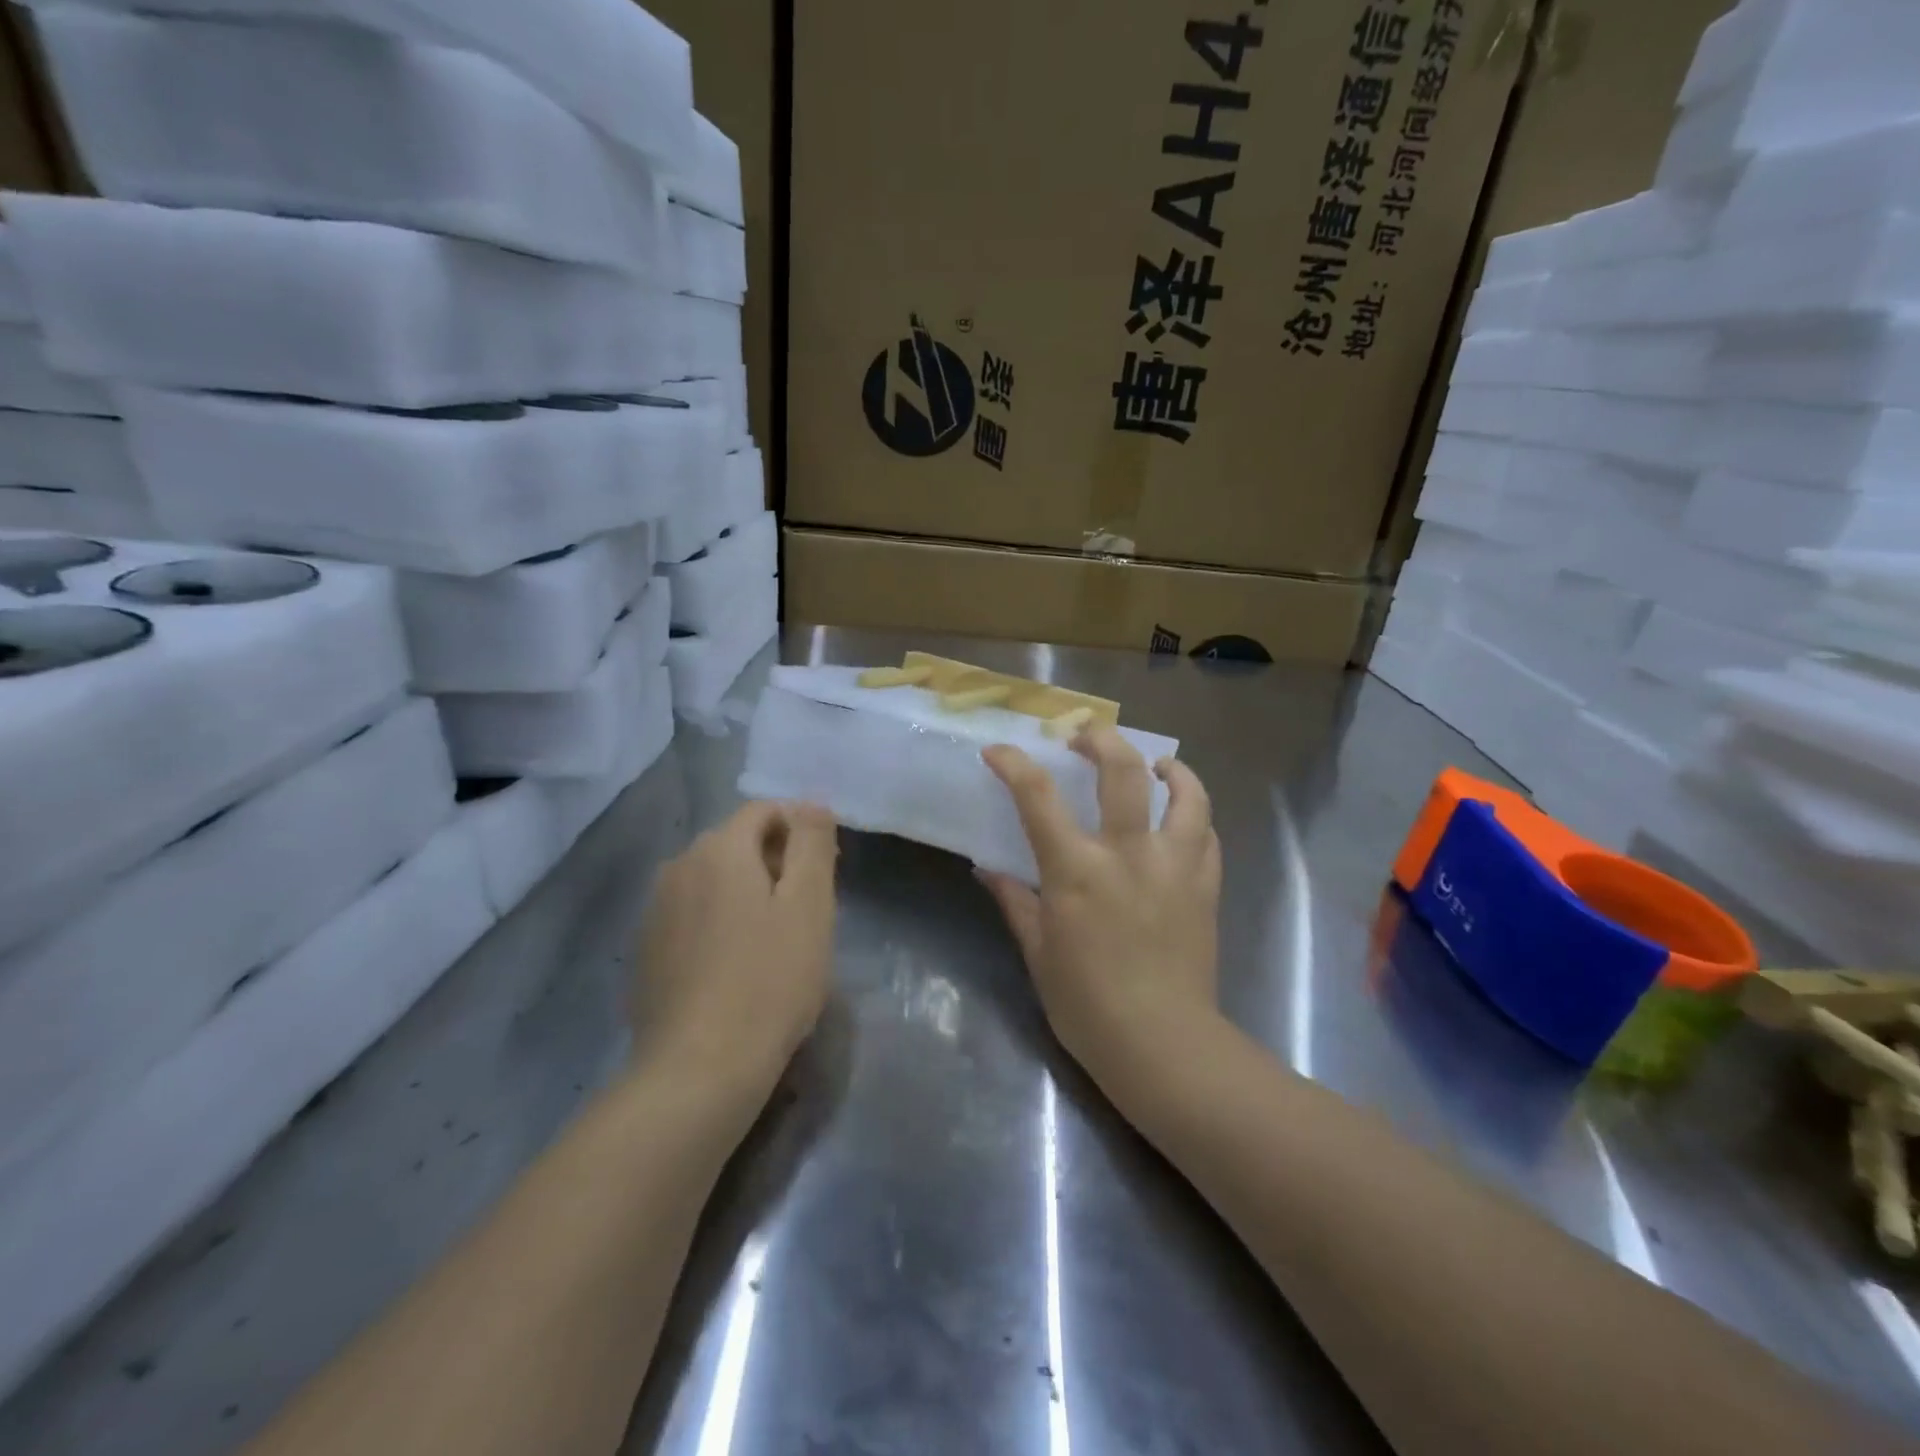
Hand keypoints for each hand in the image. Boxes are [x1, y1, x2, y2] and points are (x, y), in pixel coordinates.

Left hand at [633, 801, 838, 1098]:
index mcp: (718, 849)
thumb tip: (812, 804)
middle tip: (807, 911)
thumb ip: (813, 843)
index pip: (765, 811)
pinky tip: (738, 967)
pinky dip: (720, 922)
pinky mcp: (646, 951)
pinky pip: (693, 915)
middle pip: (737, 843)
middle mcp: (677, 866)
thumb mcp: (809, 904)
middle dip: (776, 862)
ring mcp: (655, 910)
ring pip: (714, 880)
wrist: (698, 1070)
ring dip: (748, 894)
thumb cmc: (769, 980)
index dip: (801, 830)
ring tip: (776, 941)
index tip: (825, 872)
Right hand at [980, 729, 1221, 1084]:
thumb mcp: (1038, 952)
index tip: (998, 751)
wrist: (1162, 1044)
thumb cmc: (1087, 1004)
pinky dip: (1194, 815)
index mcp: (1076, 869)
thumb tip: (988, 869)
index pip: (1038, 796)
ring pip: (1185, 793)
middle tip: (1086, 738)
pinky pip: (1207, 834)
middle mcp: (1129, 852)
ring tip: (1157, 765)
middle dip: (1100, 740)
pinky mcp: (1206, 885)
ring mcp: (1175, 865)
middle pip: (1122, 770)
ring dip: (1169, 769)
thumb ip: (1015, 901)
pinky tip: (1183, 818)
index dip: (1013, 764)